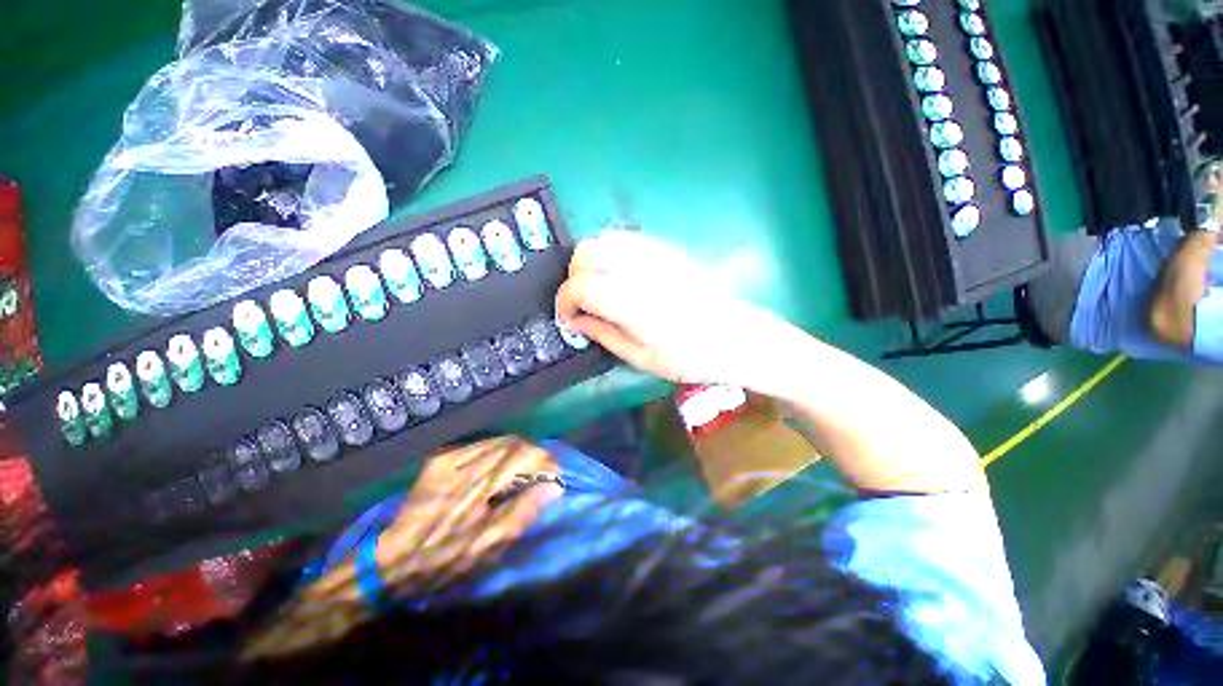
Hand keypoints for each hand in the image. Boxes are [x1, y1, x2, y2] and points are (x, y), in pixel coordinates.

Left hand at [300, 437, 560, 603]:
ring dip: (519, 454)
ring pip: (500, 441)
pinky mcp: (441, 457)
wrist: (391, 563)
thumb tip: (553, 487)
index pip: (521, 456)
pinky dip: (500, 453)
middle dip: (534, 457)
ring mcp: (448, 457)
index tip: (555, 477)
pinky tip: (499, 471)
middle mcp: (461, 465)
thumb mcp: (489, 549)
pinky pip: (482, 444)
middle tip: (541, 477)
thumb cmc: (443, 563)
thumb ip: (523, 514)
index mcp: (473, 489)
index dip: (544, 462)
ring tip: (523, 474)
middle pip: (513, 444)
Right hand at [555, 230, 784, 386]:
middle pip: (587, 252)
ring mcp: (656, 255)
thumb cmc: (690, 357)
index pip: (581, 287)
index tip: (567, 319)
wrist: (734, 336)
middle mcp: (642, 271)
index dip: (564, 302)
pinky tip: (617, 274)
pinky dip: (611, 251)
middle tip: (582, 302)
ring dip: (591, 261)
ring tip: (598, 287)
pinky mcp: (666, 249)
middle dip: (573, 277)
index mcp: (634, 304)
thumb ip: (603, 334)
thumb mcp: (642, 358)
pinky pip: (627, 238)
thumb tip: (574, 321)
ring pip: (604, 238)